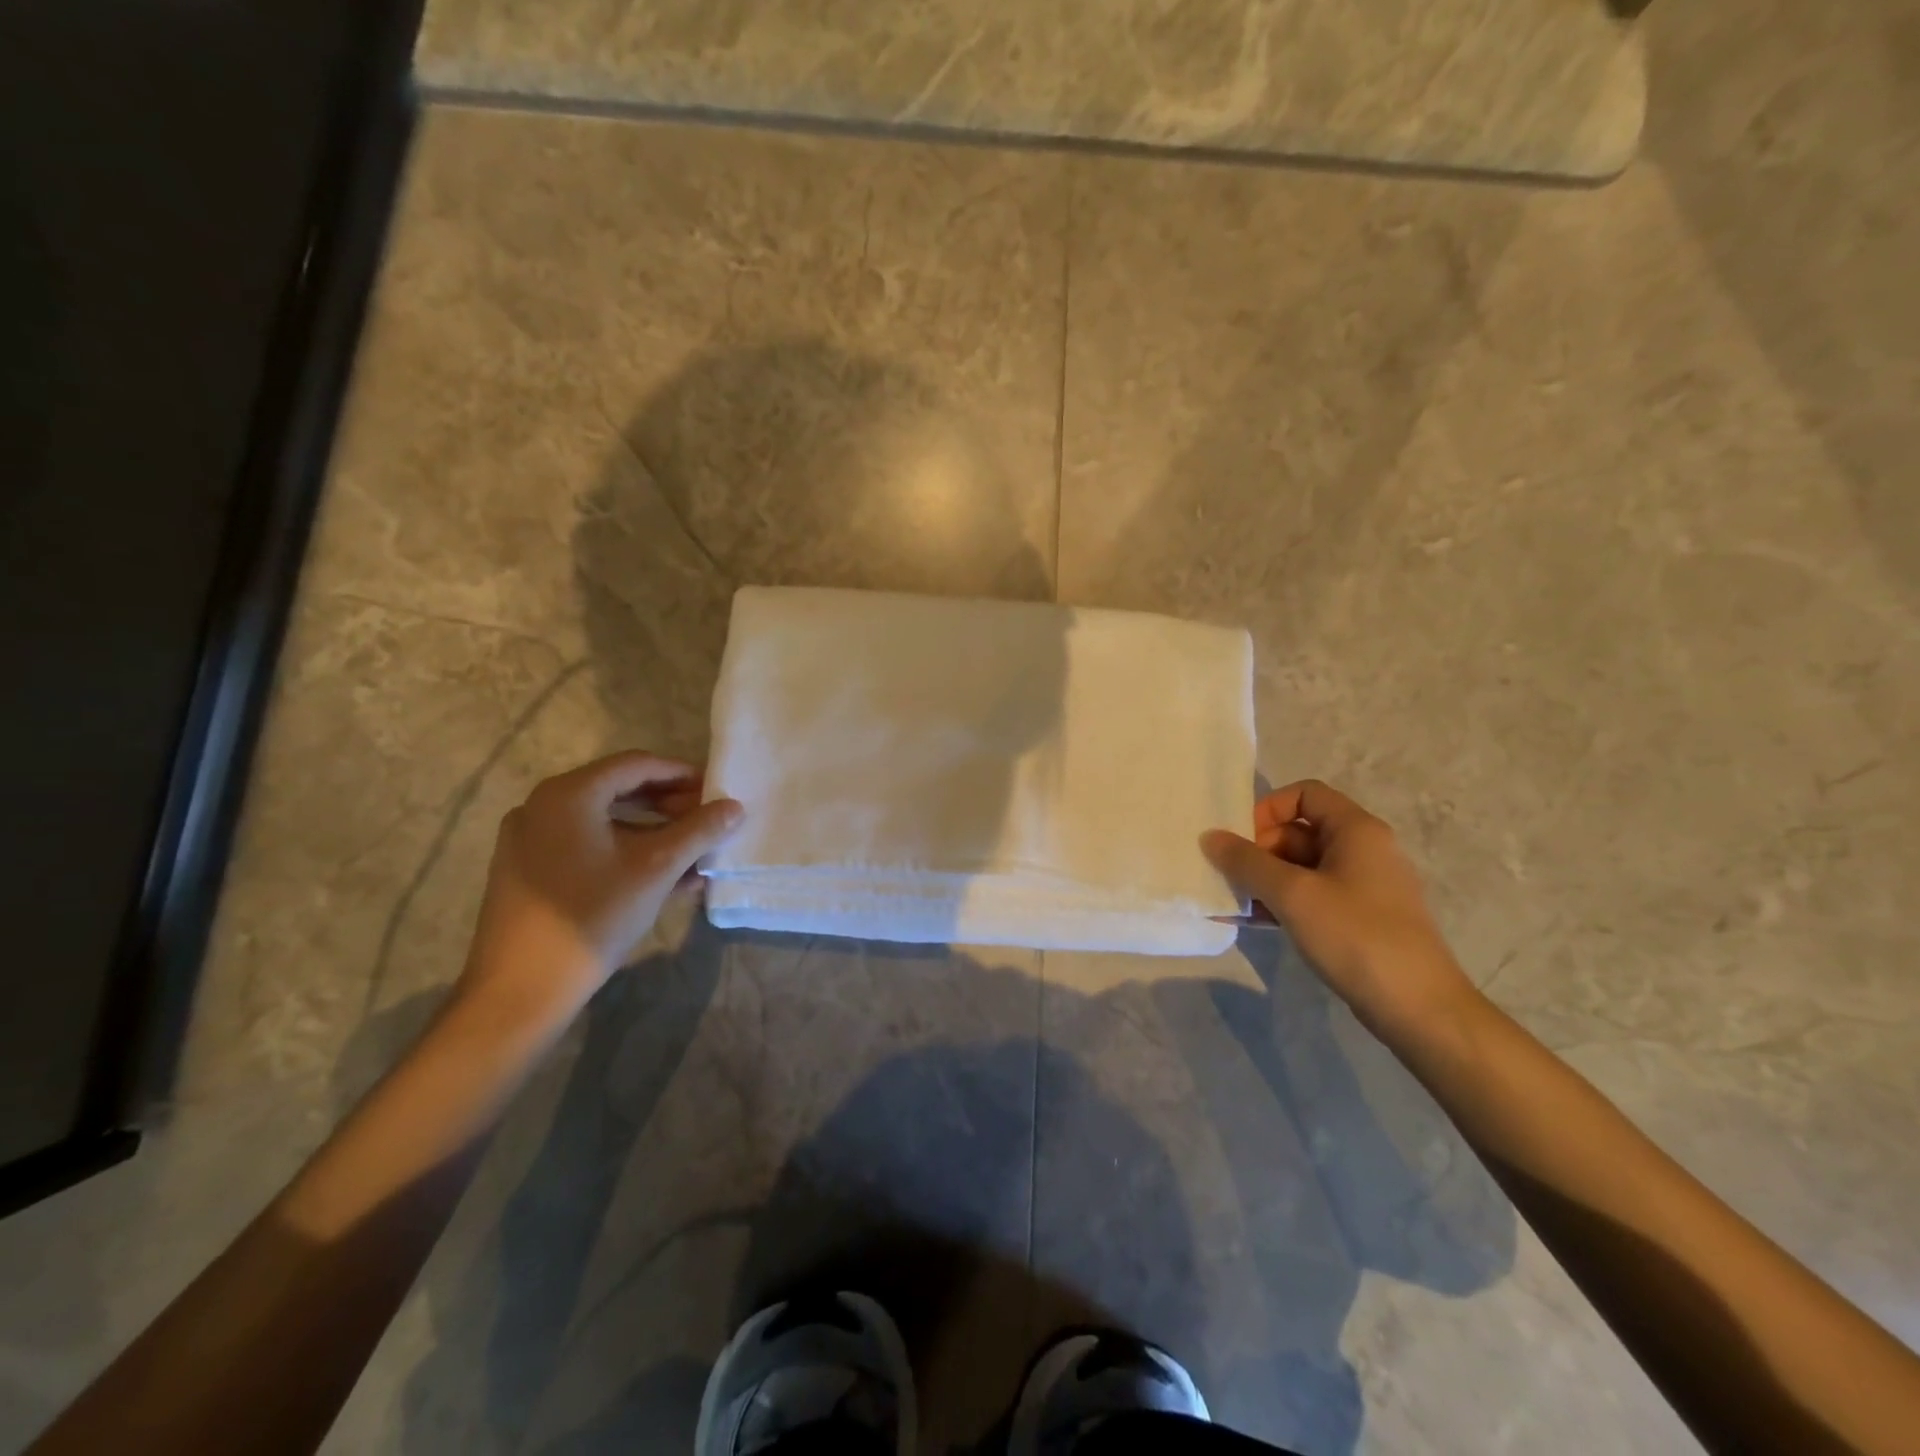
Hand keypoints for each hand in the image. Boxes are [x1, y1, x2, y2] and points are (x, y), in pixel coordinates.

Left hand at [454, 751, 744, 1035]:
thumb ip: (699, 831)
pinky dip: (625, 852)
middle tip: (706, 822)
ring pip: (604, 822)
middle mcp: (542, 806)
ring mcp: (530, 840)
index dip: (681, 774)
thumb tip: (734, 806)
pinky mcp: (528, 871)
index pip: (636, 764)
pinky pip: (586, 846)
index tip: (715, 791)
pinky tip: (662, 879)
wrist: (522, 988)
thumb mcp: (656, 869)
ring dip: (652, 833)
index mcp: (569, 794)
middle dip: (669, 805)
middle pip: (619, 790)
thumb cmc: (594, 915)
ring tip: (692, 855)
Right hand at [1201, 779, 1479, 1037]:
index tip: (1240, 840)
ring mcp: (1363, 886)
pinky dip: (1282, 902)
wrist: (1419, 1009)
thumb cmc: (1356, 936)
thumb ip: (1246, 862)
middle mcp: (1364, 850)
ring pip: (1302, 867)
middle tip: (1232, 878)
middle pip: (1299, 831)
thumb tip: (1210, 837)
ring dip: (1265, 880)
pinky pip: (1312, 896)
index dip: (1267, 809)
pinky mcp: (1360, 919)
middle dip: (1259, 850)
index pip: (1305, 794)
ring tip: (1234, 902)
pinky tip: (1253, 922)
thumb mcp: (1292, 894)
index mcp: (1357, 830)